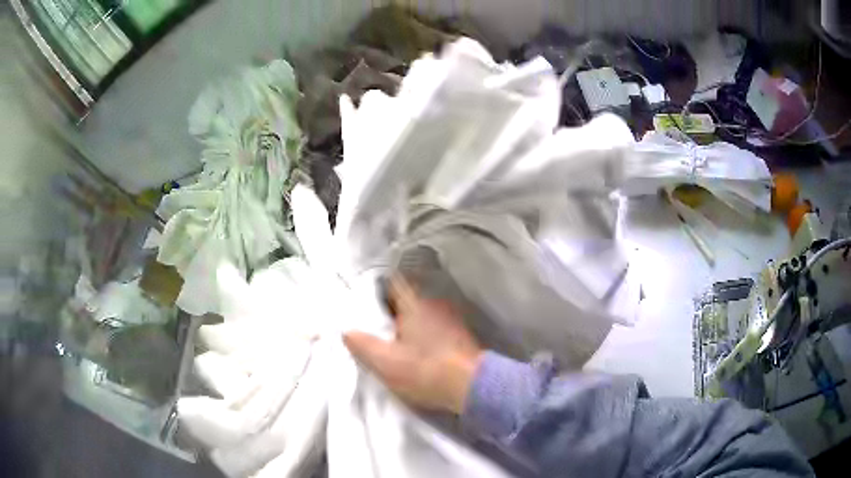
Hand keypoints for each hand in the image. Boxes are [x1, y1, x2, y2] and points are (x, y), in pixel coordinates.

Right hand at [343, 279, 482, 413]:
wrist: (472, 387)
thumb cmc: (425, 370)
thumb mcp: (385, 362)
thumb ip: (362, 344)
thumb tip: (346, 331)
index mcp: (415, 304)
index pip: (393, 282)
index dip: (377, 290)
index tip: (365, 305)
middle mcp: (435, 304)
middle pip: (407, 298)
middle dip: (390, 310)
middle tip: (375, 326)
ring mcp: (451, 319)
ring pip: (422, 313)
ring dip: (408, 324)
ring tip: (393, 341)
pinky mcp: (460, 335)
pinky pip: (435, 327)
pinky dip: (423, 334)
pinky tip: (417, 352)